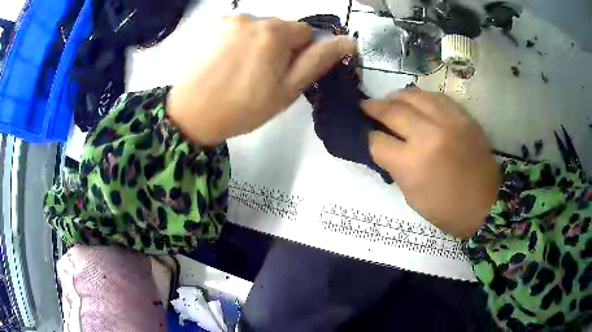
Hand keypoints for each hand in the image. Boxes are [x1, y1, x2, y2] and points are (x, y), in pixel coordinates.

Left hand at [167, 15, 356, 145]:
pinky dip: (239, 41)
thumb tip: (348, 41)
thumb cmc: (243, 107)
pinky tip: (227, 61)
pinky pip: (238, 29)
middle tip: (262, 75)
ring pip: (259, 28)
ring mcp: (229, 20)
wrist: (191, 115)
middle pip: (281, 28)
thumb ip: (317, 61)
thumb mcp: (288, 90)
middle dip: (279, 47)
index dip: (300, 54)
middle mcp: (253, 17)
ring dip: (259, 43)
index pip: (305, 33)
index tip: (284, 74)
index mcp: (275, 32)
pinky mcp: (212, 27)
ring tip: (242, 69)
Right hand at [362, 90, 500, 238]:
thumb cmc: (446, 208)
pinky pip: (435, 96)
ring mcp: (448, 121)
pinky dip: (421, 97)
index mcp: (412, 163)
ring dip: (396, 97)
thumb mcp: (411, 195)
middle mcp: (429, 135)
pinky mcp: (463, 116)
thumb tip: (382, 144)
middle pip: (392, 111)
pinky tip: (416, 101)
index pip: (377, 141)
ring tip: (389, 100)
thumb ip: (395, 166)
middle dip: (373, 107)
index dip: (367, 136)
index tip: (363, 132)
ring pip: (413, 95)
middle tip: (365, 106)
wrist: (485, 204)